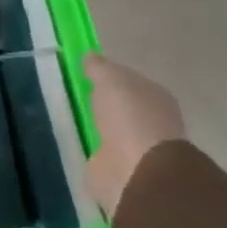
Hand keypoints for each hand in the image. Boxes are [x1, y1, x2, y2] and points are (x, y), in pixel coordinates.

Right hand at [84, 54, 185, 220]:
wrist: (137, 171)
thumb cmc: (129, 117)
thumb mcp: (111, 80)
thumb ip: (99, 67)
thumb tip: (90, 56)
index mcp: (155, 97)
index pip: (130, 81)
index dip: (109, 76)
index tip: (85, 74)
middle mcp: (150, 121)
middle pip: (121, 106)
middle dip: (102, 103)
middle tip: (75, 96)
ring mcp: (135, 148)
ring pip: (110, 130)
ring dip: (97, 127)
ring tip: (71, 119)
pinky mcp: (118, 170)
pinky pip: (100, 153)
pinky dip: (91, 149)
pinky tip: (75, 143)